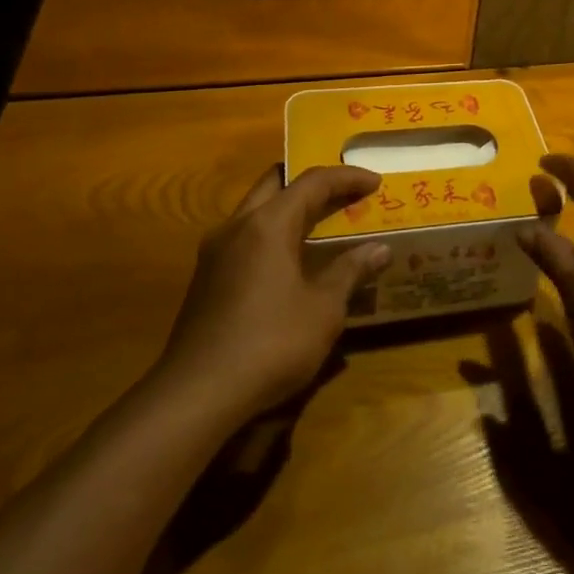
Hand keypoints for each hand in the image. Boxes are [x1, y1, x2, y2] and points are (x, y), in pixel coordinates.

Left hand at [152, 164, 388, 420]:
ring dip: (289, 208)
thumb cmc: (270, 344)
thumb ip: (350, 271)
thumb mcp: (324, 309)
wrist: (195, 396)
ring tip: (321, 224)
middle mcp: (237, 226)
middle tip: (343, 195)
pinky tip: (290, 261)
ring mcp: (215, 253)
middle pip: (276, 183)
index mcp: (268, 224)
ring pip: (256, 210)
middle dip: (311, 184)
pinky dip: (273, 234)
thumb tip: (378, 249)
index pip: (313, 182)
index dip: (347, 177)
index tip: (375, 182)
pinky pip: (245, 237)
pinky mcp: (205, 279)